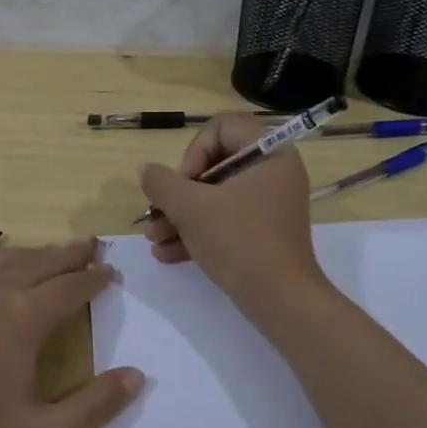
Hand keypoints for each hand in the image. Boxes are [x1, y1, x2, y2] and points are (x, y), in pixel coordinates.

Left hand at [0, 237, 143, 427]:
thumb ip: (96, 407)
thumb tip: (137, 376)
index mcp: (23, 320)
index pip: (69, 288)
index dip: (94, 279)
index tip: (111, 273)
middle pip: (39, 262)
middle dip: (69, 253)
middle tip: (91, 245)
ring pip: (4, 260)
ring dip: (34, 253)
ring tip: (52, 251)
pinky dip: (0, 263)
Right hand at [138, 113, 325, 313]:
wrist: (280, 301)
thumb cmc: (239, 241)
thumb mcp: (191, 208)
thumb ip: (162, 183)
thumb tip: (145, 170)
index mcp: (269, 154)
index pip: (223, 127)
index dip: (195, 150)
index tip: (184, 182)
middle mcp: (273, 174)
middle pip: (214, 164)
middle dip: (177, 192)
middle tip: (158, 212)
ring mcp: (268, 205)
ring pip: (215, 197)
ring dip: (179, 216)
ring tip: (153, 238)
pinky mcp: (262, 233)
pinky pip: (225, 221)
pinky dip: (197, 233)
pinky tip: (166, 253)